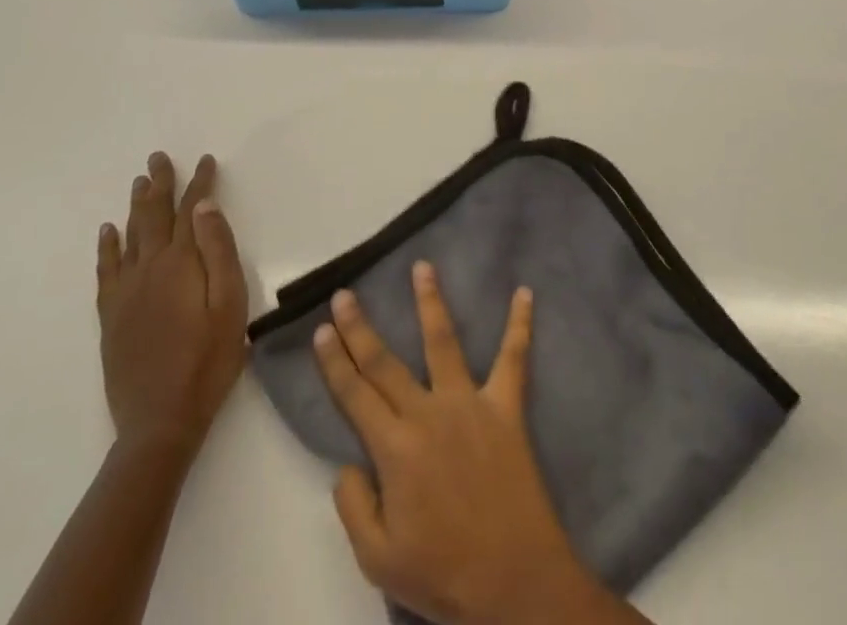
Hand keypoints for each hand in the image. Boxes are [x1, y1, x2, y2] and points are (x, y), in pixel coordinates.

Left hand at [96, 152, 247, 453]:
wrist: (160, 421)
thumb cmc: (208, 361)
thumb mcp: (230, 304)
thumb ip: (219, 252)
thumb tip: (205, 207)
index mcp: (181, 264)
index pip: (191, 211)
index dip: (199, 183)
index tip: (205, 160)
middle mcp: (148, 269)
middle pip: (153, 216)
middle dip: (159, 185)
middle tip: (159, 158)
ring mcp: (126, 293)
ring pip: (129, 236)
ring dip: (136, 206)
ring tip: (139, 182)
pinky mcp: (112, 316)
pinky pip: (106, 270)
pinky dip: (107, 246)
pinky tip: (108, 232)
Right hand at [313, 262, 612, 624]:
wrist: (513, 580)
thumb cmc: (443, 573)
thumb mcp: (378, 559)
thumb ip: (355, 507)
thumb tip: (347, 463)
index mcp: (395, 449)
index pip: (356, 395)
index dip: (336, 362)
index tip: (322, 329)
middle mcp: (429, 413)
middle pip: (386, 363)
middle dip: (361, 328)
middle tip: (346, 294)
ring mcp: (470, 403)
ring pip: (444, 342)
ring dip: (431, 302)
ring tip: (422, 267)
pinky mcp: (506, 407)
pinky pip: (514, 359)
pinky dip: (520, 325)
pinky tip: (525, 293)